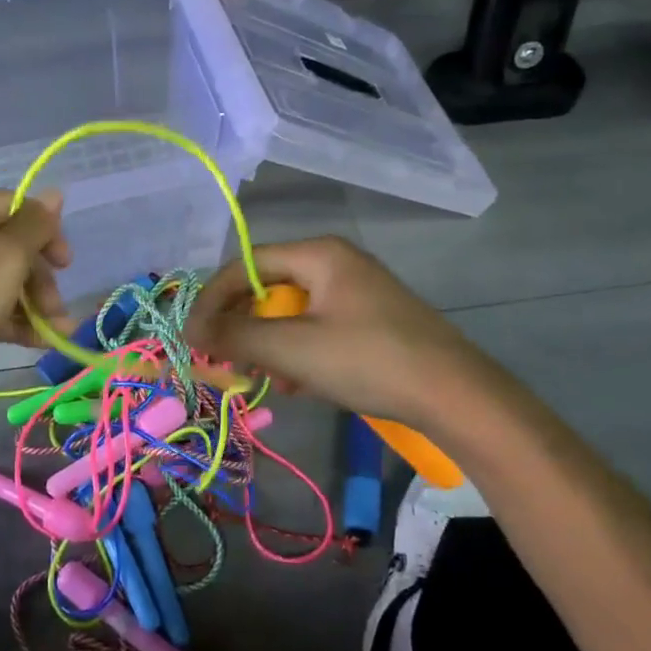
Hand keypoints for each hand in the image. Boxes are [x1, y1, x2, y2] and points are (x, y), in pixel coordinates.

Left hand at [0, 190, 72, 379]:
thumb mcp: (3, 260)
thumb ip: (34, 227)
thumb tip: (55, 195)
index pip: (12, 207)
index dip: (45, 231)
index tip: (66, 264)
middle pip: (8, 246)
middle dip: (40, 278)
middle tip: (57, 309)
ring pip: (0, 280)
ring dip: (32, 303)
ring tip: (56, 332)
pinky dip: (12, 320)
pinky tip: (38, 342)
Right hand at [186, 237, 482, 425]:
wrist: (457, 396)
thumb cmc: (370, 361)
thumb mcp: (294, 349)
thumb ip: (237, 336)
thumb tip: (192, 329)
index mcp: (320, 254)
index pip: (246, 265)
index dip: (213, 300)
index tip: (193, 337)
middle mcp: (336, 263)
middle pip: (267, 288)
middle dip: (243, 327)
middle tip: (225, 360)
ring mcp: (356, 293)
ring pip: (291, 313)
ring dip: (270, 345)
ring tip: (267, 378)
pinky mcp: (370, 321)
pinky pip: (316, 329)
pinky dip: (299, 353)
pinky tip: (299, 384)